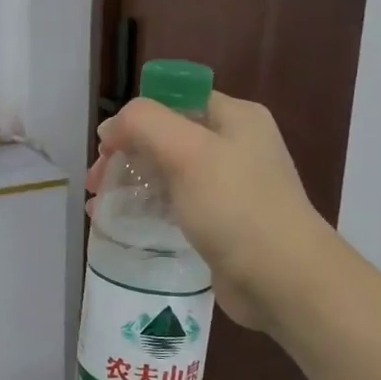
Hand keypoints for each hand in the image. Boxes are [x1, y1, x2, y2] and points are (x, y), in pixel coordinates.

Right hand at [88, 92, 324, 331]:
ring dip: (131, 183)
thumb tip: (111, 128)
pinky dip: (147, 209)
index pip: (175, 99)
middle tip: (96, 182)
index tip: (106, 146)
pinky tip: (121, 225)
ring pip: (168, 173)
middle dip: (126, 154)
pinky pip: (176, 205)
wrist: (283, 280)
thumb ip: (143, 123)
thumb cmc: (235, 206)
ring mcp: (230, 186)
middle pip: (167, 137)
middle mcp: (235, 145)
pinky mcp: (222, 223)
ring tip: (99, 206)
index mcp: (235, 118)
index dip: (136, 117)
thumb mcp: (186, 151)